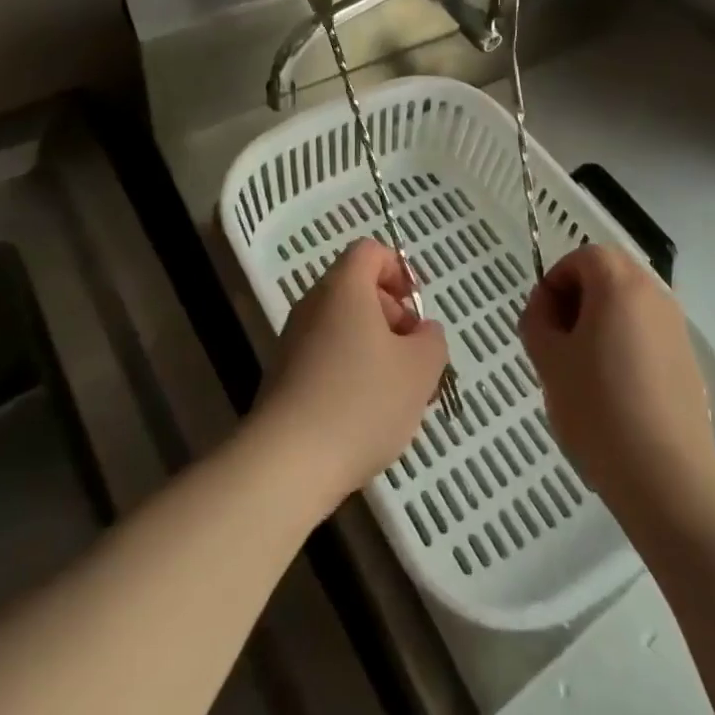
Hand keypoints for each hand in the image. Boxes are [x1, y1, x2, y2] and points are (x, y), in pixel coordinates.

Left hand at [253, 238, 449, 510]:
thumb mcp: (420, 369)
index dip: (399, 270)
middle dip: (391, 315)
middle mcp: (313, 303)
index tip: (417, 308)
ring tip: (396, 393)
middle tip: (413, 355)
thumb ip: (431, 340)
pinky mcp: (282, 377)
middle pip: (356, 289)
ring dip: (373, 348)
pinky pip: (324, 357)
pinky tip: (364, 415)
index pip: (369, 251)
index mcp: (344, 287)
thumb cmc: (362, 401)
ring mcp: (293, 340)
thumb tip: (422, 331)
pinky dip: (349, 371)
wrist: (286, 463)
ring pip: (342, 327)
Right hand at [519, 245, 714, 522]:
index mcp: (619, 283)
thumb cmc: (599, 409)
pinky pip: (647, 333)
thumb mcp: (549, 360)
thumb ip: (537, 320)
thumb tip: (546, 308)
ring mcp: (677, 327)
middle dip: (578, 299)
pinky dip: (625, 344)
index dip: (556, 282)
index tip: (543, 322)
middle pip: (608, 275)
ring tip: (583, 370)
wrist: (667, 478)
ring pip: (628, 305)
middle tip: (559, 342)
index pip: (582, 257)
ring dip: (601, 322)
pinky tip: (614, 391)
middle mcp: (654, 293)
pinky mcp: (688, 359)